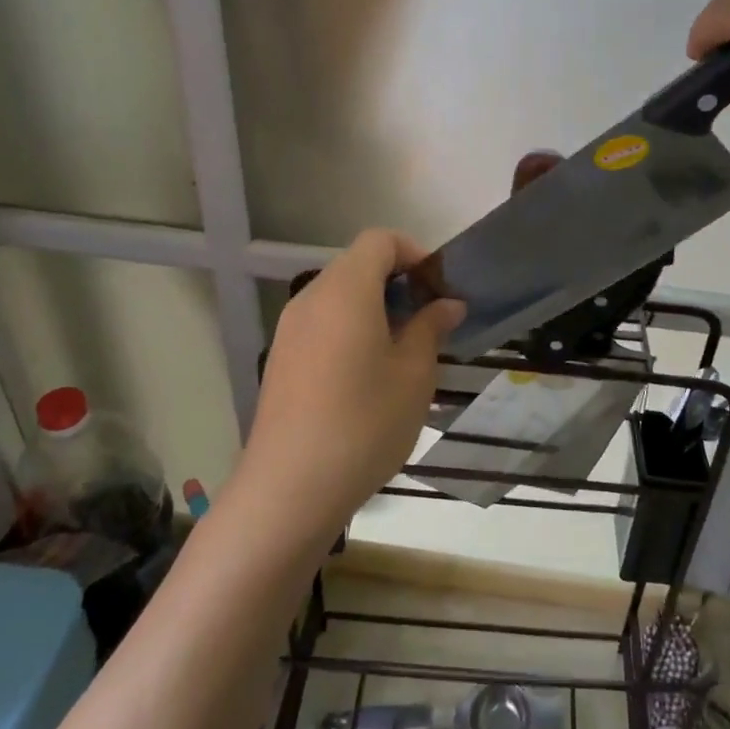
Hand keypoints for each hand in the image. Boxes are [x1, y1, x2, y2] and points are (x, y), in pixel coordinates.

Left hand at [241, 230, 463, 538]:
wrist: (290, 487)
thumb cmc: (364, 423)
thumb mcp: (414, 374)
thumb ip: (430, 328)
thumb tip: (447, 304)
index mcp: (346, 290)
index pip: (380, 241)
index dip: (414, 253)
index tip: (439, 290)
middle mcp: (311, 298)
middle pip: (357, 265)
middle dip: (398, 282)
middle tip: (429, 322)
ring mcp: (290, 329)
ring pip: (339, 296)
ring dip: (375, 307)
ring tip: (403, 351)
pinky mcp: (282, 358)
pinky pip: (322, 323)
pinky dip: (350, 328)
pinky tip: (368, 375)